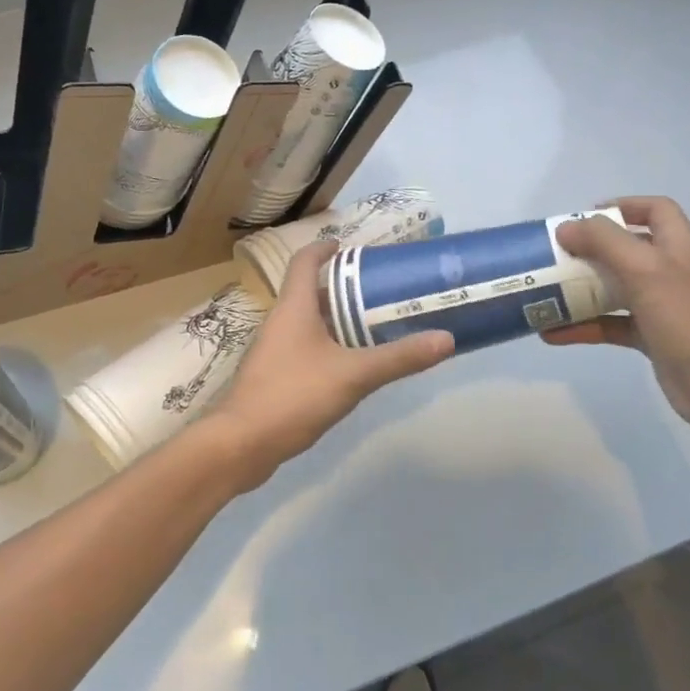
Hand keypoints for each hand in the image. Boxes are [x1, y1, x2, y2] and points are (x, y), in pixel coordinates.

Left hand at [205, 242, 453, 489]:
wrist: (243, 443)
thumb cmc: (294, 395)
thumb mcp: (354, 375)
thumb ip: (399, 358)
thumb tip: (446, 339)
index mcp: (294, 307)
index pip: (304, 262)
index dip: (323, 248)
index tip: (348, 247)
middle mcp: (280, 321)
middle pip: (310, 292)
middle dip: (342, 289)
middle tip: (378, 292)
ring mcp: (273, 350)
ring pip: (308, 322)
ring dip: (336, 319)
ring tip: (373, 326)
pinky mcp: (274, 375)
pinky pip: (304, 348)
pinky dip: (328, 346)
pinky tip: (351, 366)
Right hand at [542, 197, 689, 438]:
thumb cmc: (687, 319)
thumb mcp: (645, 269)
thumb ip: (604, 242)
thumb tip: (566, 228)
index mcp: (676, 248)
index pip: (656, 210)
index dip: (623, 206)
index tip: (585, 218)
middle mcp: (669, 273)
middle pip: (626, 249)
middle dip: (589, 251)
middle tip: (554, 256)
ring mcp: (661, 307)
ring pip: (614, 288)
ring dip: (580, 290)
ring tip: (545, 293)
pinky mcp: (651, 338)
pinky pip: (610, 325)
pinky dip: (583, 327)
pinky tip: (553, 333)